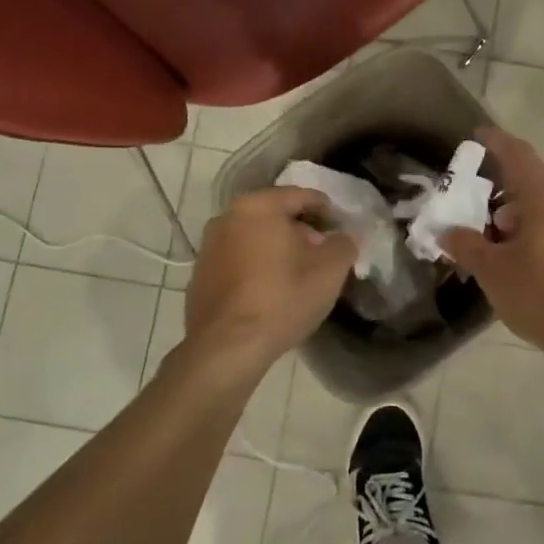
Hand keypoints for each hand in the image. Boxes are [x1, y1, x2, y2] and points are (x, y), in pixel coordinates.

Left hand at [184, 187, 358, 372]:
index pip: (299, 195)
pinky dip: (256, 269)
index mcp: (257, 206)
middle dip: (301, 231)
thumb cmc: (283, 297)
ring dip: (277, 250)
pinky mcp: (199, 278)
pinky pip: (238, 263)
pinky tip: (271, 292)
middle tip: (322, 253)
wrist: (228, 347)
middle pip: (274, 216)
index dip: (325, 208)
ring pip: (254, 239)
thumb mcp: (330, 270)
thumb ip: (344, 244)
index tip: (340, 224)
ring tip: (298, 275)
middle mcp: (226, 218)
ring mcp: (208, 249)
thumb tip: (343, 237)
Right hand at [442, 128, 543, 364]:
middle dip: (506, 196)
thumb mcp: (494, 272)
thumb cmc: (543, 296)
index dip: (496, 142)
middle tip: (483, 219)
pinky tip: (532, 264)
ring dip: (526, 219)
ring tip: (504, 248)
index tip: (478, 135)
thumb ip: (467, 246)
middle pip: (535, 184)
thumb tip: (448, 231)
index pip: (518, 154)